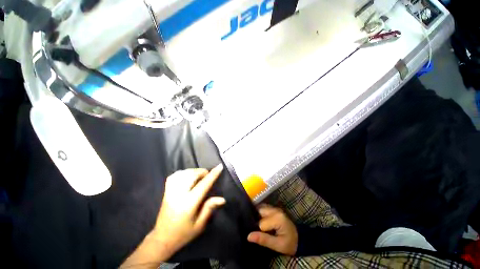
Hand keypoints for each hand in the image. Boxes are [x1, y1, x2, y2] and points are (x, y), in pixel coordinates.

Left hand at [152, 165, 225, 258]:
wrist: (161, 239)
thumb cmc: (183, 234)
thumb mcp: (199, 225)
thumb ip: (210, 208)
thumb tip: (222, 199)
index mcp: (189, 203)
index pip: (204, 184)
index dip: (213, 174)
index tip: (219, 166)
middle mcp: (179, 195)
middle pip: (192, 175)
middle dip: (202, 172)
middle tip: (208, 175)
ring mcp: (171, 192)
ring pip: (183, 173)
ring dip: (193, 171)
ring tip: (199, 175)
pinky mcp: (166, 192)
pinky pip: (174, 176)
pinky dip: (183, 173)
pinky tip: (187, 176)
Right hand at [247, 205, 297, 255]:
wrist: (299, 239)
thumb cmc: (289, 243)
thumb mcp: (277, 245)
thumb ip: (263, 240)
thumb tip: (248, 236)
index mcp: (277, 218)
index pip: (260, 223)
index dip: (259, 231)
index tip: (261, 237)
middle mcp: (275, 210)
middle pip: (259, 211)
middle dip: (256, 220)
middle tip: (257, 230)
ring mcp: (274, 208)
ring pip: (260, 208)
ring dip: (257, 216)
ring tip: (258, 226)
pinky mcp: (273, 209)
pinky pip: (262, 208)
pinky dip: (259, 213)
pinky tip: (259, 220)